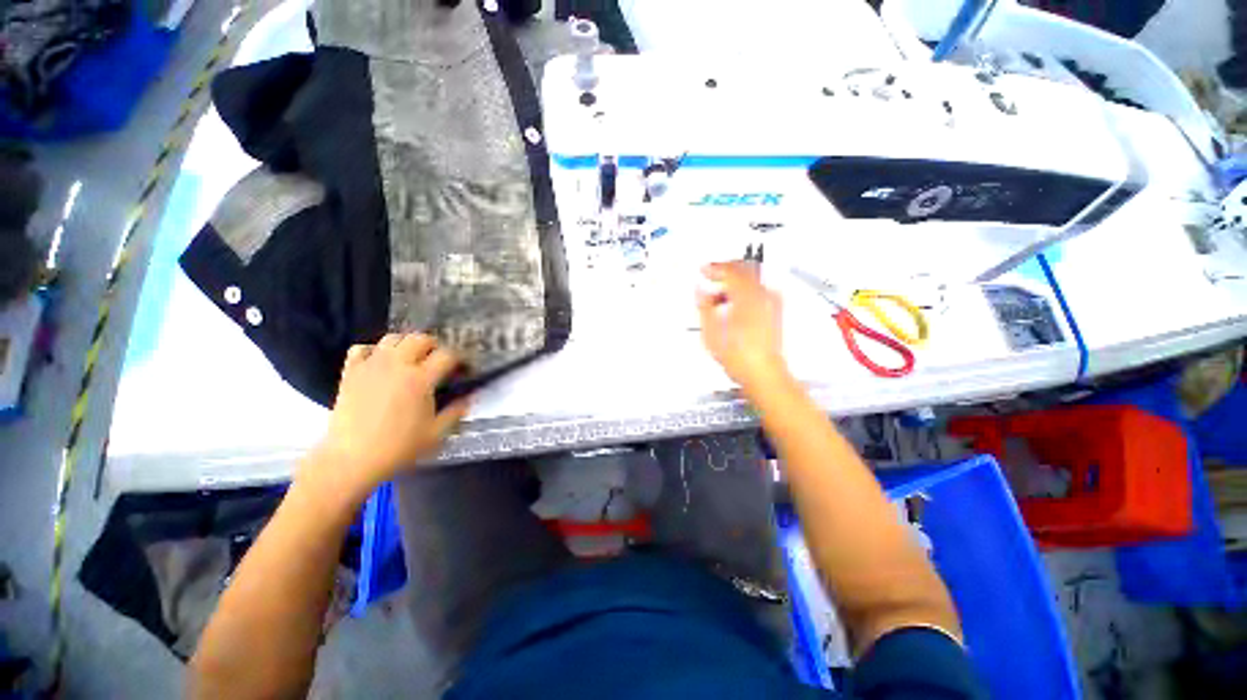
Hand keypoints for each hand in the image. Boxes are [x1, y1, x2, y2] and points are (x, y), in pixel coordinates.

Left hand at [309, 334, 469, 494]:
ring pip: (393, 338)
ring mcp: (371, 366)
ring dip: (406, 344)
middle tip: (438, 362)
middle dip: (435, 346)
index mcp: (421, 379)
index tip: (464, 370)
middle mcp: (397, 365)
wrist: (351, 460)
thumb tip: (468, 397)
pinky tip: (380, 363)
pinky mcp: (350, 372)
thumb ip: (456, 411)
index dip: (460, 360)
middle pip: (420, 338)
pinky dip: (374, 351)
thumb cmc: (398, 447)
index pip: (448, 355)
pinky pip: (362, 348)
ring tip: (411, 359)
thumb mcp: (437, 433)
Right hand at [696, 261, 788, 391]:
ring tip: (720, 294)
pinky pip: (759, 291)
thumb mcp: (710, 330)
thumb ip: (704, 305)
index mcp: (746, 295)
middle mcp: (763, 294)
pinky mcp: (775, 313)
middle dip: (727, 270)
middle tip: (713, 274)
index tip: (704, 269)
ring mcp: (772, 303)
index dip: (715, 268)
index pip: (730, 270)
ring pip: (753, 280)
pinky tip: (734, 304)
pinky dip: (745, 291)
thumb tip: (701, 291)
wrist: (762, 373)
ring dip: (736, 282)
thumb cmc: (738, 355)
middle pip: (745, 270)